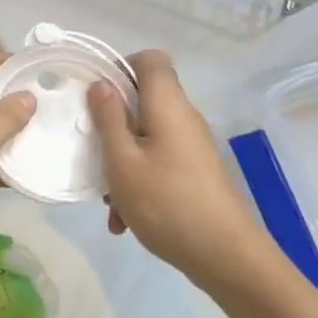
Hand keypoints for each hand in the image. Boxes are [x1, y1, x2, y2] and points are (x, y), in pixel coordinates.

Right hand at [86, 50, 263, 284]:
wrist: (226, 258)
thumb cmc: (166, 203)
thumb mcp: (122, 161)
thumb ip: (108, 119)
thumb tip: (101, 83)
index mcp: (167, 105)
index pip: (151, 59)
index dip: (121, 66)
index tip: (96, 95)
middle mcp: (183, 118)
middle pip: (144, 99)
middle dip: (112, 123)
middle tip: (92, 149)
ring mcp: (192, 146)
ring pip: (146, 136)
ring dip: (122, 160)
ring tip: (107, 199)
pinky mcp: (195, 171)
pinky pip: (158, 161)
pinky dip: (139, 179)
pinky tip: (125, 218)